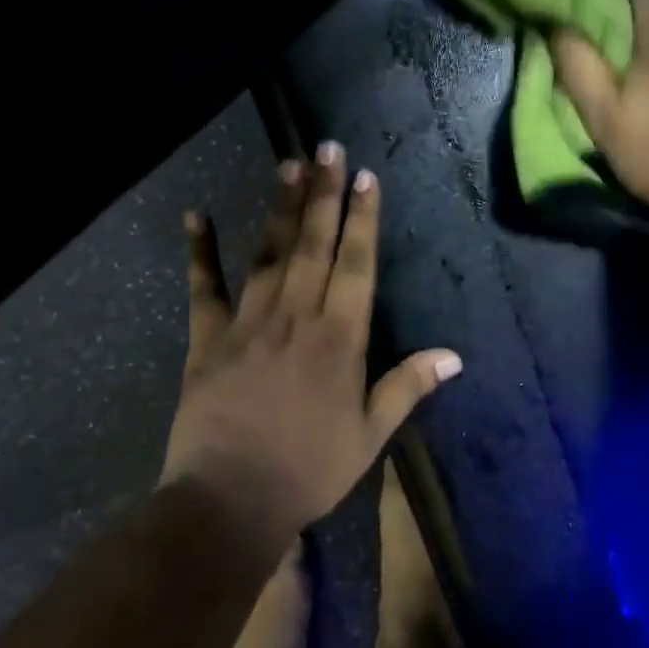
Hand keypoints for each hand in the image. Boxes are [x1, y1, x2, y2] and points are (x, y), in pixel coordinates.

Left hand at [162, 145, 462, 545]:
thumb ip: (407, 388)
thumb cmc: (309, 470)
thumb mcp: (370, 436)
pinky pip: (204, 287)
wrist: (231, 500)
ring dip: (280, 208)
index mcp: (340, 339)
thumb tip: (453, 356)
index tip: (365, 178)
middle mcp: (296, 317)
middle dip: (324, 194)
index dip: (363, 220)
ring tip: (289, 164)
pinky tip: (195, 215)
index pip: (356, 266)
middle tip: (328, 147)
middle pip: (313, 245)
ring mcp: (248, 323)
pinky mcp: (207, 338)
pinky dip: (199, 251)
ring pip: (268, 254)